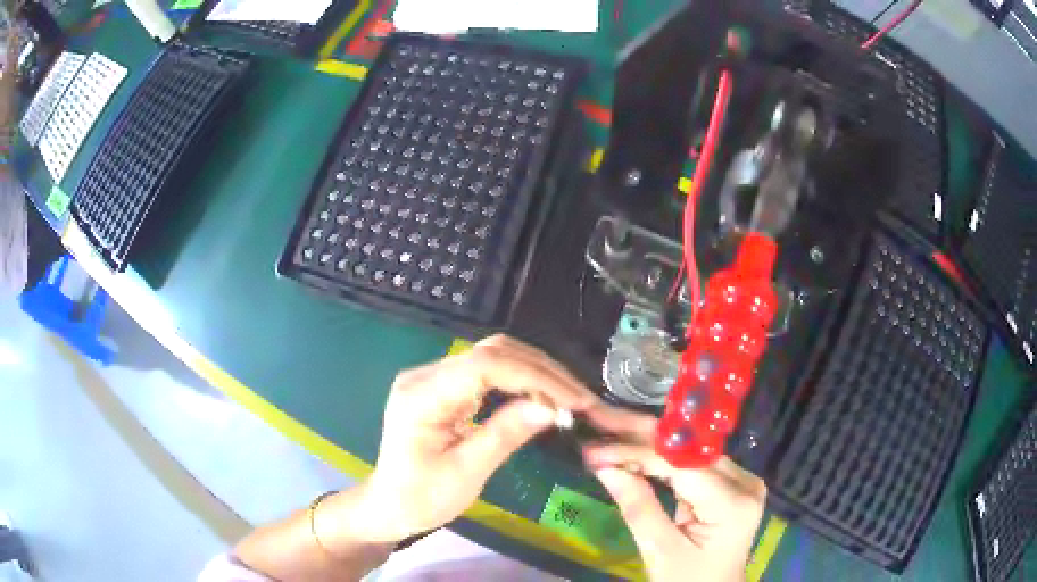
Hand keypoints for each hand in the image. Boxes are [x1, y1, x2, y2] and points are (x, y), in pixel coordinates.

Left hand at [349, 335, 598, 542]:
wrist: (389, 506)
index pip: (485, 366)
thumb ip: (506, 434)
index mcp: (422, 396)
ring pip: (492, 356)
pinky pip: (487, 372)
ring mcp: (433, 377)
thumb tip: (553, 408)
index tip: (573, 399)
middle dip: (541, 371)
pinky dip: (520, 380)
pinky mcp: (444, 387)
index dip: (535, 377)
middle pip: (491, 352)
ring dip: (535, 372)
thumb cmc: (422, 498)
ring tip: (568, 396)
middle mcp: (425, 375)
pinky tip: (541, 395)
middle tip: (579, 398)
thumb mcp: (466, 473)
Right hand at [583, 407, 765, 581]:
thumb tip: (603, 465)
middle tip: (598, 419)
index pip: (679, 464)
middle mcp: (743, 481)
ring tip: (607, 430)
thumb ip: (637, 507)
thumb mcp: (660, 552)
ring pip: (686, 450)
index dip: (634, 451)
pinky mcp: (729, 483)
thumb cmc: (688, 581)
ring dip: (645, 441)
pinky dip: (658, 458)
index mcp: (732, 502)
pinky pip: (689, 462)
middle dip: (638, 433)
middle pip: (686, 448)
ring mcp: (739, 480)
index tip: (593, 449)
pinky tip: (631, 449)